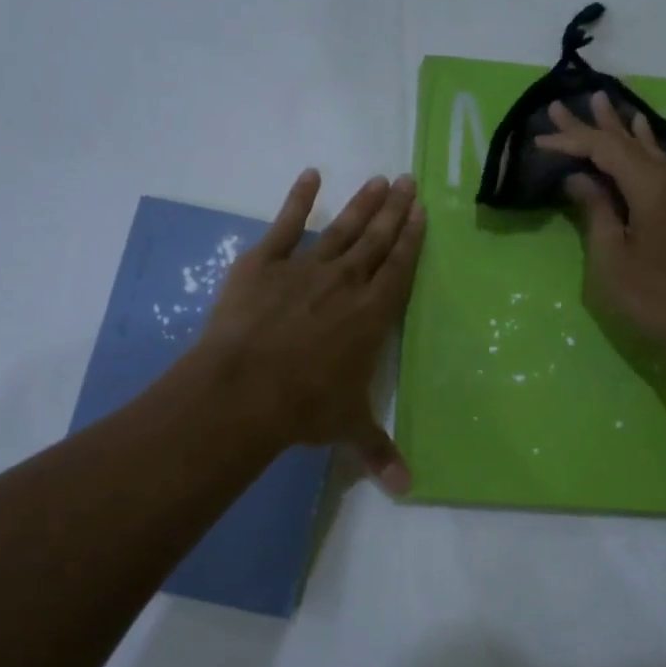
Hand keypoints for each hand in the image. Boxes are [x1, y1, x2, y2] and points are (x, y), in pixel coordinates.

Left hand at [200, 170, 425, 493]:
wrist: (243, 388)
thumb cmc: (304, 406)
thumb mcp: (347, 428)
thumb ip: (378, 452)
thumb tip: (407, 491)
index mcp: (372, 315)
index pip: (399, 268)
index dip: (412, 239)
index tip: (421, 211)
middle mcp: (346, 283)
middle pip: (377, 239)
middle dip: (395, 210)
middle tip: (408, 180)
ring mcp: (305, 268)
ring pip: (342, 228)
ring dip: (362, 203)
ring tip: (379, 179)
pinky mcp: (265, 263)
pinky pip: (286, 225)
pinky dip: (298, 199)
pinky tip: (310, 176)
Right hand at [536, 93, 665, 375]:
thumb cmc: (660, 298)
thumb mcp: (614, 260)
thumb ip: (596, 212)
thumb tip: (579, 178)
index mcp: (654, 185)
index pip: (604, 148)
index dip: (571, 140)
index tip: (539, 138)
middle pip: (627, 141)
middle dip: (593, 124)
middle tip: (561, 105)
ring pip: (649, 149)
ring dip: (621, 130)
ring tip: (601, 103)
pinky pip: (665, 164)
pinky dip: (644, 148)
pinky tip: (642, 133)